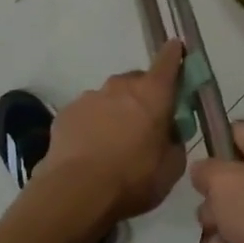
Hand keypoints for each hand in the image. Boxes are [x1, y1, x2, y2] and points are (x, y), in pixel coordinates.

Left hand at [40, 41, 187, 224]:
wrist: (76, 193)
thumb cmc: (133, 179)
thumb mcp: (171, 168)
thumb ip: (175, 142)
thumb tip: (169, 133)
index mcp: (153, 94)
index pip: (168, 61)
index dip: (174, 55)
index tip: (177, 50)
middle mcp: (120, 86)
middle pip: (137, 81)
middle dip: (144, 96)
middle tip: (145, 124)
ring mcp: (90, 97)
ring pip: (110, 98)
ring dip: (116, 112)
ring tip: (113, 143)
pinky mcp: (66, 113)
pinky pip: (87, 113)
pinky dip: (92, 124)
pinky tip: (90, 150)